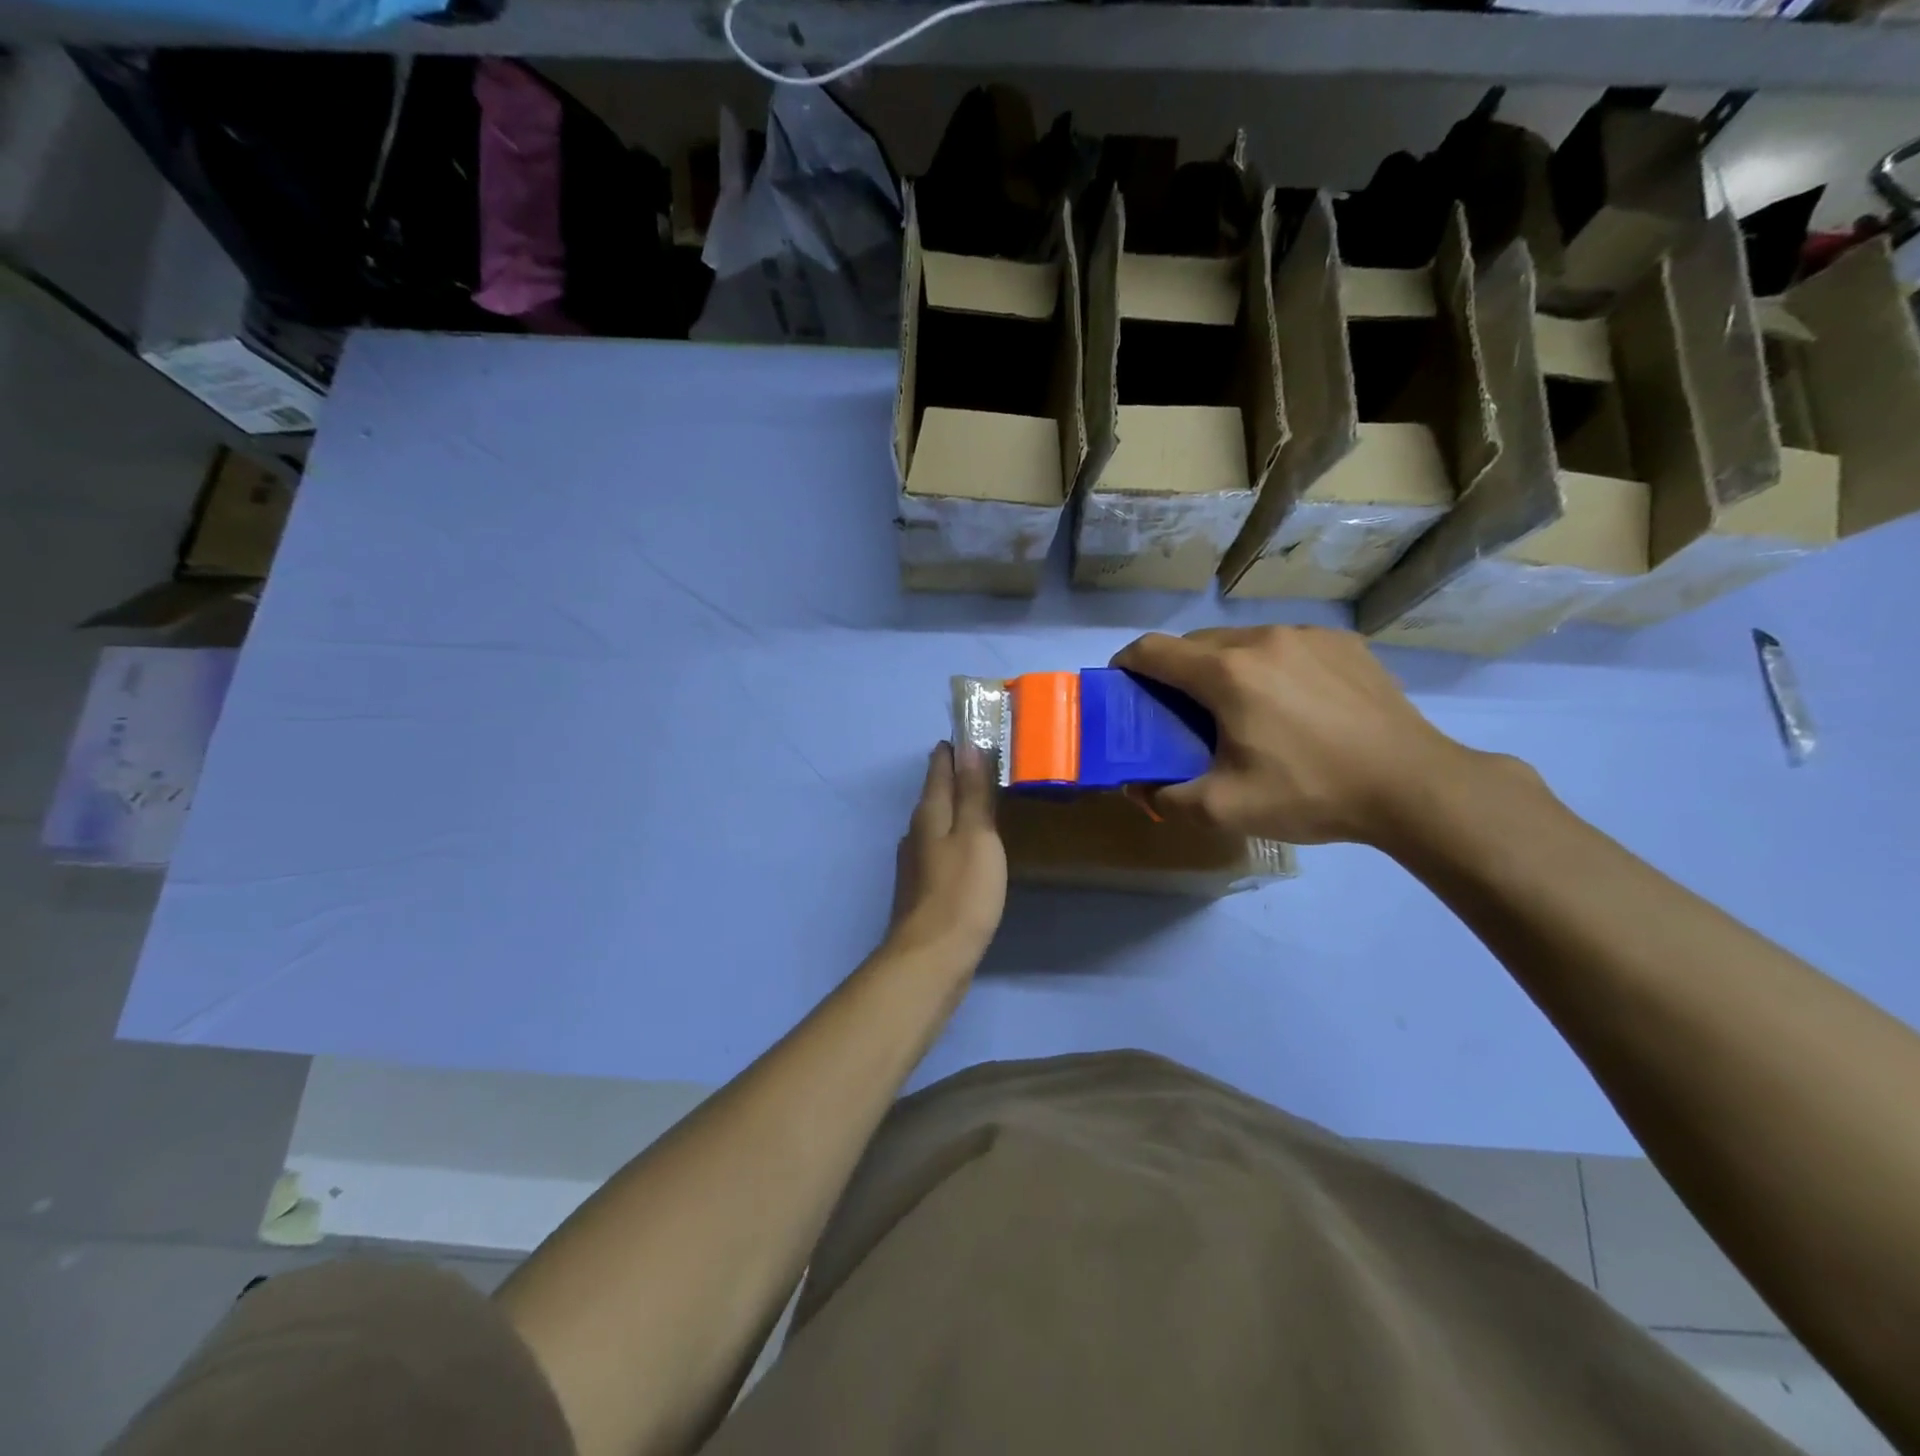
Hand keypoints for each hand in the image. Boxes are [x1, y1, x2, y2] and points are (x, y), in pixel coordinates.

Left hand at [886, 741, 1007, 968]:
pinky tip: (970, 848)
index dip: (955, 749)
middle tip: (985, 762)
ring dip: (956, 808)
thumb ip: (972, 792)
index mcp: (929, 814)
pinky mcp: (923, 888)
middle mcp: (917, 832)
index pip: (939, 768)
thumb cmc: (962, 892)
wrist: (932, 957)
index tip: (973, 733)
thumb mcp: (976, 836)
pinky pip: (941, 848)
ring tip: (982, 800)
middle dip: (955, 776)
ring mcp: (917, 862)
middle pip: (935, 794)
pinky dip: (956, 837)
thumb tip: (966, 746)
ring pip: (937, 823)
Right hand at [1112, 626, 1486, 846]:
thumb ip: (1167, 798)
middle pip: (1196, 643)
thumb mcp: (1226, 809)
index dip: (1127, 665)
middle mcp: (1262, 639)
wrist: (1412, 785)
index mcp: (1227, 673)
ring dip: (1224, 667)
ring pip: (1242, 641)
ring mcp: (1307, 635)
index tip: (1122, 687)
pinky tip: (1291, 704)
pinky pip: (1285, 645)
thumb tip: (1138, 786)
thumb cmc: (1311, 791)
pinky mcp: (1343, 643)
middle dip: (1176, 672)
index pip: (1153, 650)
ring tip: (1240, 709)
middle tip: (1181, 712)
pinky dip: (1269, 666)